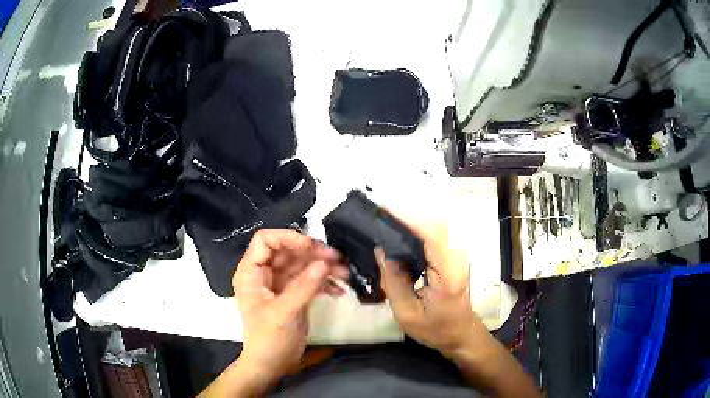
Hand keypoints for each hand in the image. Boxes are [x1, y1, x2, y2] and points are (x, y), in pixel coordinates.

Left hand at [232, 229, 347, 391]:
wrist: (272, 365)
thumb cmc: (269, 339)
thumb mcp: (285, 312)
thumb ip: (304, 286)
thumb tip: (324, 262)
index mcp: (252, 273)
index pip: (266, 241)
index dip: (288, 238)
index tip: (312, 247)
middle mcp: (265, 274)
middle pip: (288, 251)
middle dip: (313, 253)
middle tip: (337, 258)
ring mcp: (280, 284)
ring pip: (302, 265)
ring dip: (323, 267)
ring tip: (344, 274)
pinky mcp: (294, 295)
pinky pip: (309, 280)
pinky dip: (324, 283)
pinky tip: (339, 290)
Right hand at [374, 220, 488, 358]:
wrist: (462, 334)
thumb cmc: (436, 329)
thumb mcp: (406, 314)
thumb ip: (393, 282)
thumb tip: (382, 251)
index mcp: (447, 274)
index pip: (432, 234)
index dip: (409, 218)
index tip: (384, 209)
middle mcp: (457, 258)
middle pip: (433, 225)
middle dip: (405, 217)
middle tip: (377, 218)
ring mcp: (458, 255)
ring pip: (434, 228)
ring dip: (410, 224)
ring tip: (384, 225)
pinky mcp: (454, 256)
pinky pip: (435, 236)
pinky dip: (416, 233)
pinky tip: (400, 238)